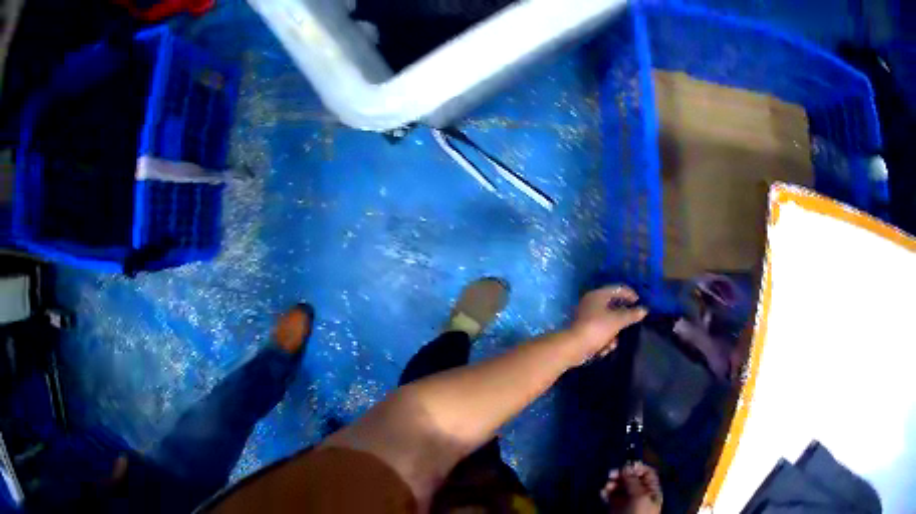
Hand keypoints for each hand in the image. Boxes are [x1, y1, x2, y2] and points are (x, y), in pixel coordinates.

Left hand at [568, 285, 647, 363]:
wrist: (573, 348)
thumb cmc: (596, 329)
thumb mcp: (617, 321)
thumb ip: (632, 314)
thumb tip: (644, 310)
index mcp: (598, 295)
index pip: (618, 289)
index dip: (630, 294)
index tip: (640, 303)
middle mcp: (591, 303)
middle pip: (613, 307)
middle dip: (622, 320)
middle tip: (630, 325)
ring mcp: (586, 317)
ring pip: (607, 323)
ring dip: (613, 334)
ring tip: (613, 343)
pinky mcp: (583, 331)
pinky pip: (599, 333)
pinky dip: (604, 340)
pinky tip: (605, 349)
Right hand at [601, 462, 662, 513]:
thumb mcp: (640, 496)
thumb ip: (633, 481)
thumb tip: (627, 467)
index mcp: (651, 490)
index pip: (646, 473)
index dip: (637, 468)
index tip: (625, 466)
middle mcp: (639, 494)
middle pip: (631, 479)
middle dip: (621, 475)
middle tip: (611, 474)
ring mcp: (627, 501)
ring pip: (619, 487)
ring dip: (612, 484)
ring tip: (606, 486)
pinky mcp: (615, 508)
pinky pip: (610, 497)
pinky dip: (605, 493)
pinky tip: (602, 492)